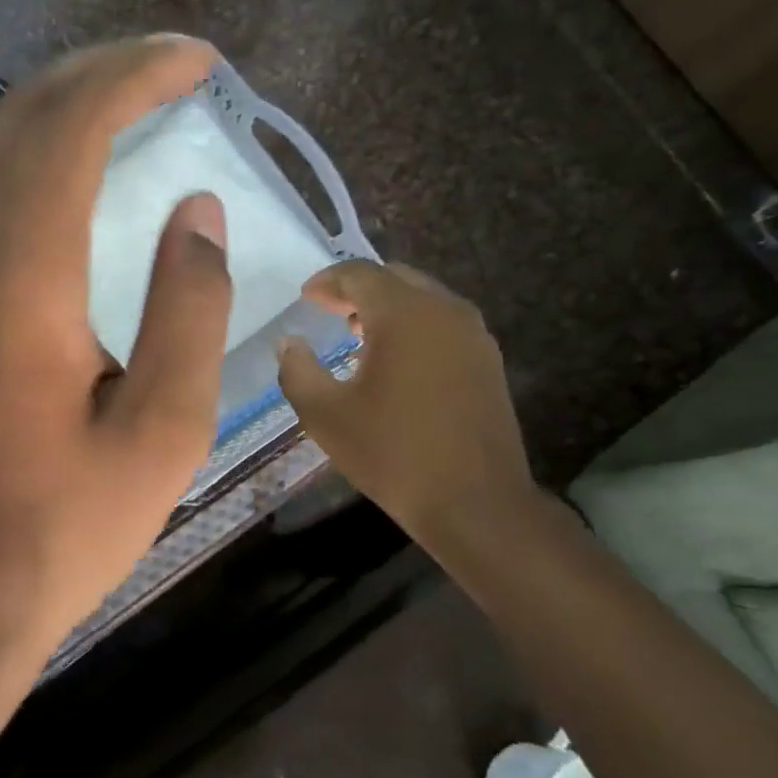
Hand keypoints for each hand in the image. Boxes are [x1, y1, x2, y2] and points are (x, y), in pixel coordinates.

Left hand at [0, 36, 232, 665]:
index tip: (197, 62)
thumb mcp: (165, 429)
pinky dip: (29, 150)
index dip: (135, 76)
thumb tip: (196, 212)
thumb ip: (188, 307)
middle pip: (22, 118)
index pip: (70, 128)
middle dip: (99, 72)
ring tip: (130, 99)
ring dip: (61, 104)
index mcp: (22, 281)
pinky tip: (70, 165)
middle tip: (171, 67)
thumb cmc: (69, 519)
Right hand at [276, 260, 544, 562]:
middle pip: (395, 278)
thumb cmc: (393, 453)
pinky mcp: (488, 360)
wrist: (475, 502)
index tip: (305, 297)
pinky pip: (443, 323)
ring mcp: (474, 334)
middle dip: (357, 289)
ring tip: (357, 334)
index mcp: (404, 313)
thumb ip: (297, 370)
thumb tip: (289, 342)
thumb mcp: (325, 414)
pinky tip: (396, 361)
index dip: (327, 281)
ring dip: (388, 307)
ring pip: (423, 299)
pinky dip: (414, 325)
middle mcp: (444, 310)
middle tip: (329, 310)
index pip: (360, 274)